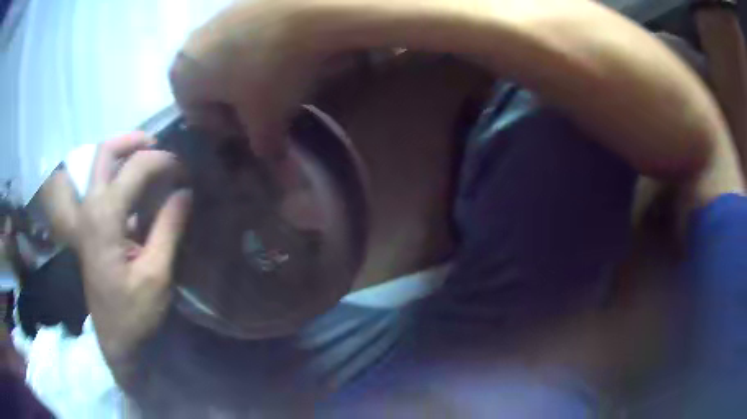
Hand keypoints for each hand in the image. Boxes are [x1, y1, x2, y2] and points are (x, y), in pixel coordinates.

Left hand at [62, 133, 191, 386]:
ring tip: (152, 160)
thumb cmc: (134, 313)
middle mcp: (90, 207)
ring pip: (101, 165)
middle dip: (135, 141)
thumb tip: (185, 190)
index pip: (136, 167)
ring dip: (126, 155)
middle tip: (161, 146)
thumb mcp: (156, 274)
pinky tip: (139, 187)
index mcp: (105, 216)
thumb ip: (168, 227)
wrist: (114, 340)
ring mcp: (86, 216)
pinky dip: (121, 176)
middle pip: (106, 152)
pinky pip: (102, 185)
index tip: (186, 171)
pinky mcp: (89, 227)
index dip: (164, 161)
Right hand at [170, 0, 320, 160]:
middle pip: (210, 89)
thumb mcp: (267, 119)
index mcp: (181, 77)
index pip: (199, 118)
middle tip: (266, 106)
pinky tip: (282, 52)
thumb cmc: (272, 71)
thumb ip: (264, 146)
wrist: (310, 10)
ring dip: (247, 76)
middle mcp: (189, 46)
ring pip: (225, 62)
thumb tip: (275, 163)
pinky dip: (257, 51)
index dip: (229, 129)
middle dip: (236, 103)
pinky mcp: (239, 3)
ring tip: (277, 78)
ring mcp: (213, 19)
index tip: (256, 128)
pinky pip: (242, 38)